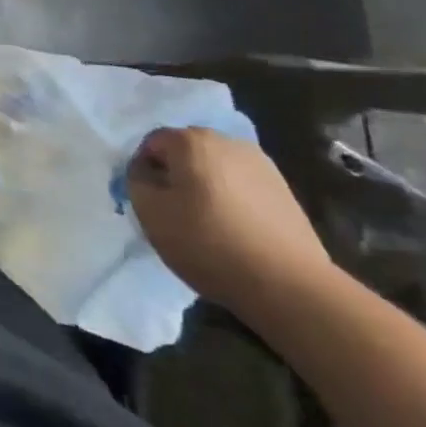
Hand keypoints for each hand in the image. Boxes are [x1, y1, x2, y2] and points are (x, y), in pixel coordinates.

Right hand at [127, 127, 333, 315]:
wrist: (289, 286)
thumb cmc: (208, 242)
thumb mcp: (150, 212)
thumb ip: (136, 179)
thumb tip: (147, 171)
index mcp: (191, 140)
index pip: (152, 143)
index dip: (146, 171)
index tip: (152, 202)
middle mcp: (226, 141)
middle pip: (186, 152)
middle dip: (177, 175)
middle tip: (177, 212)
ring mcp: (261, 164)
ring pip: (216, 168)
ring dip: (206, 187)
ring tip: (210, 224)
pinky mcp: (284, 190)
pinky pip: (243, 185)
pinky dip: (233, 200)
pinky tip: (237, 230)